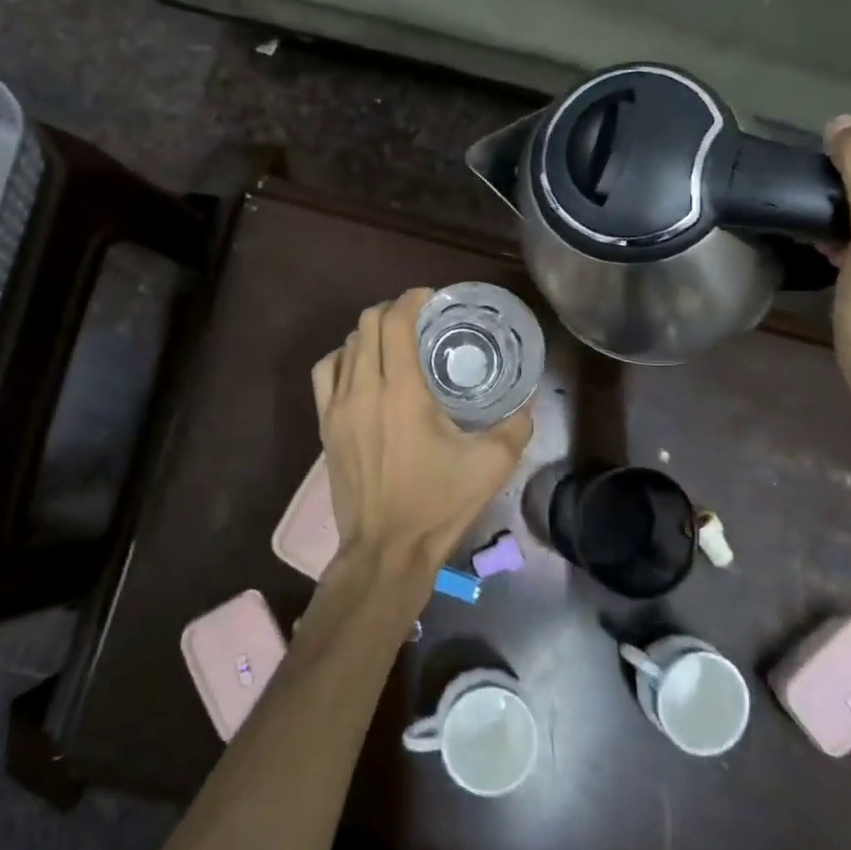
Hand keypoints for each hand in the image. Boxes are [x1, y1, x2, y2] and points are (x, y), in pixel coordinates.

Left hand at [311, 288, 533, 574]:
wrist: (385, 550)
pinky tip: (361, 368)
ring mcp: (337, 408)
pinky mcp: (324, 426)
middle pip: (366, 324)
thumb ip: (515, 425)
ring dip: (368, 333)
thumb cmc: (438, 505)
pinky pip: (324, 373)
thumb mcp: (491, 465)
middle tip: (419, 319)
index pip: (395, 321)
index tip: (431, 299)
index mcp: (402, 392)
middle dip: (392, 310)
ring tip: (393, 342)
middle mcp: (364, 389)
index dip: (412, 299)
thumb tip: (526, 402)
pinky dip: (343, 358)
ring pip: (345, 345)